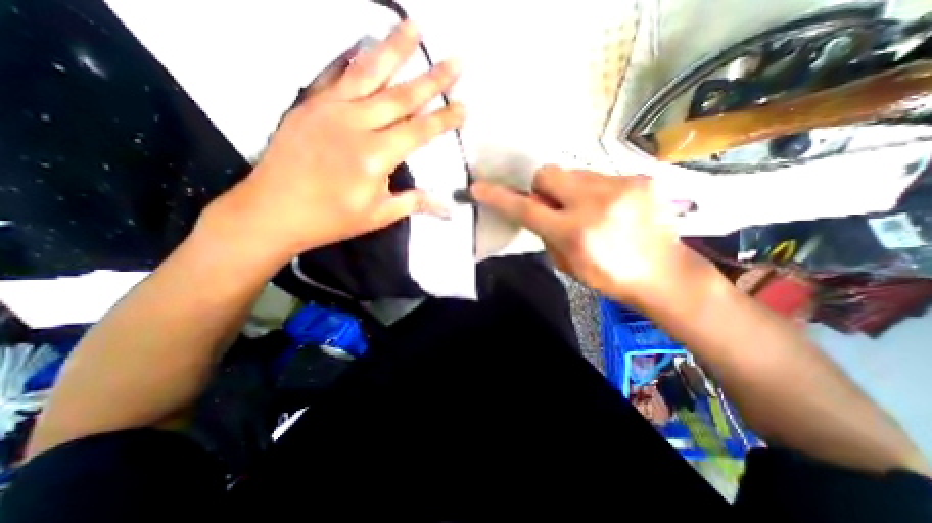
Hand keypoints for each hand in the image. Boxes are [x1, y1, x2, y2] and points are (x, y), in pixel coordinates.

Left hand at [204, 20, 464, 261]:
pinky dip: (353, 57)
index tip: (463, 106)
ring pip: (368, 72)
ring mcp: (329, 109)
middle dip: (432, 78)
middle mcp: (355, 124)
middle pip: (401, 96)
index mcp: (374, 156)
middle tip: (456, 60)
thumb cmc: (331, 219)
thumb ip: (413, 203)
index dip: (443, 119)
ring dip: (394, 48)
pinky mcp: (309, 104)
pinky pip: (335, 74)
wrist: (272, 211)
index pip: (419, 131)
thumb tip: (445, 204)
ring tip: (413, 27)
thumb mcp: (378, 216)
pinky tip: (365, 44)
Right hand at [475, 166, 714, 306]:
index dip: (499, 198)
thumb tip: (537, 208)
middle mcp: (596, 203)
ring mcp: (621, 186)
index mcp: (575, 233)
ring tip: (588, 210)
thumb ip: (546, 232)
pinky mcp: (640, 179)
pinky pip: (598, 176)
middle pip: (548, 173)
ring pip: (573, 172)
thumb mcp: (567, 263)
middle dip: (543, 188)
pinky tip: (610, 208)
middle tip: (554, 206)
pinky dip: (593, 191)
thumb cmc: (608, 276)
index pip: (526, 209)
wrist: (664, 274)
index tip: (479, 188)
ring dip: (570, 190)